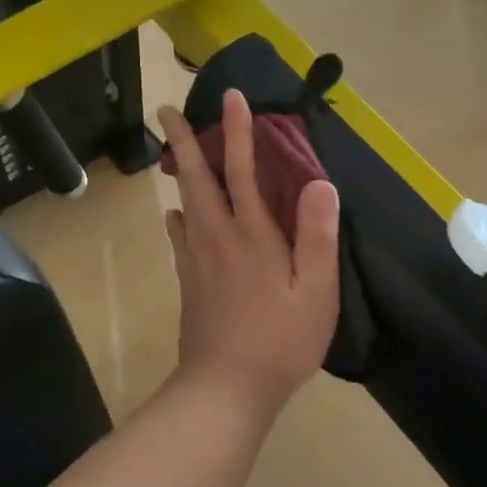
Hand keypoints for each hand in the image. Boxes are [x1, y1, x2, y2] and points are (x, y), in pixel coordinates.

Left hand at [159, 93, 340, 411]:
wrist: (225, 388)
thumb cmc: (280, 342)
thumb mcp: (316, 292)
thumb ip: (317, 236)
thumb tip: (319, 182)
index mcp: (252, 236)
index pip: (243, 170)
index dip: (238, 132)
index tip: (233, 97)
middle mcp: (217, 238)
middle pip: (198, 179)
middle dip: (183, 141)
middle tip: (166, 111)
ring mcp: (197, 261)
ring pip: (184, 204)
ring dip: (179, 173)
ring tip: (172, 153)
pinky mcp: (189, 283)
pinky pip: (180, 238)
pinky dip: (177, 217)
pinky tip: (176, 216)